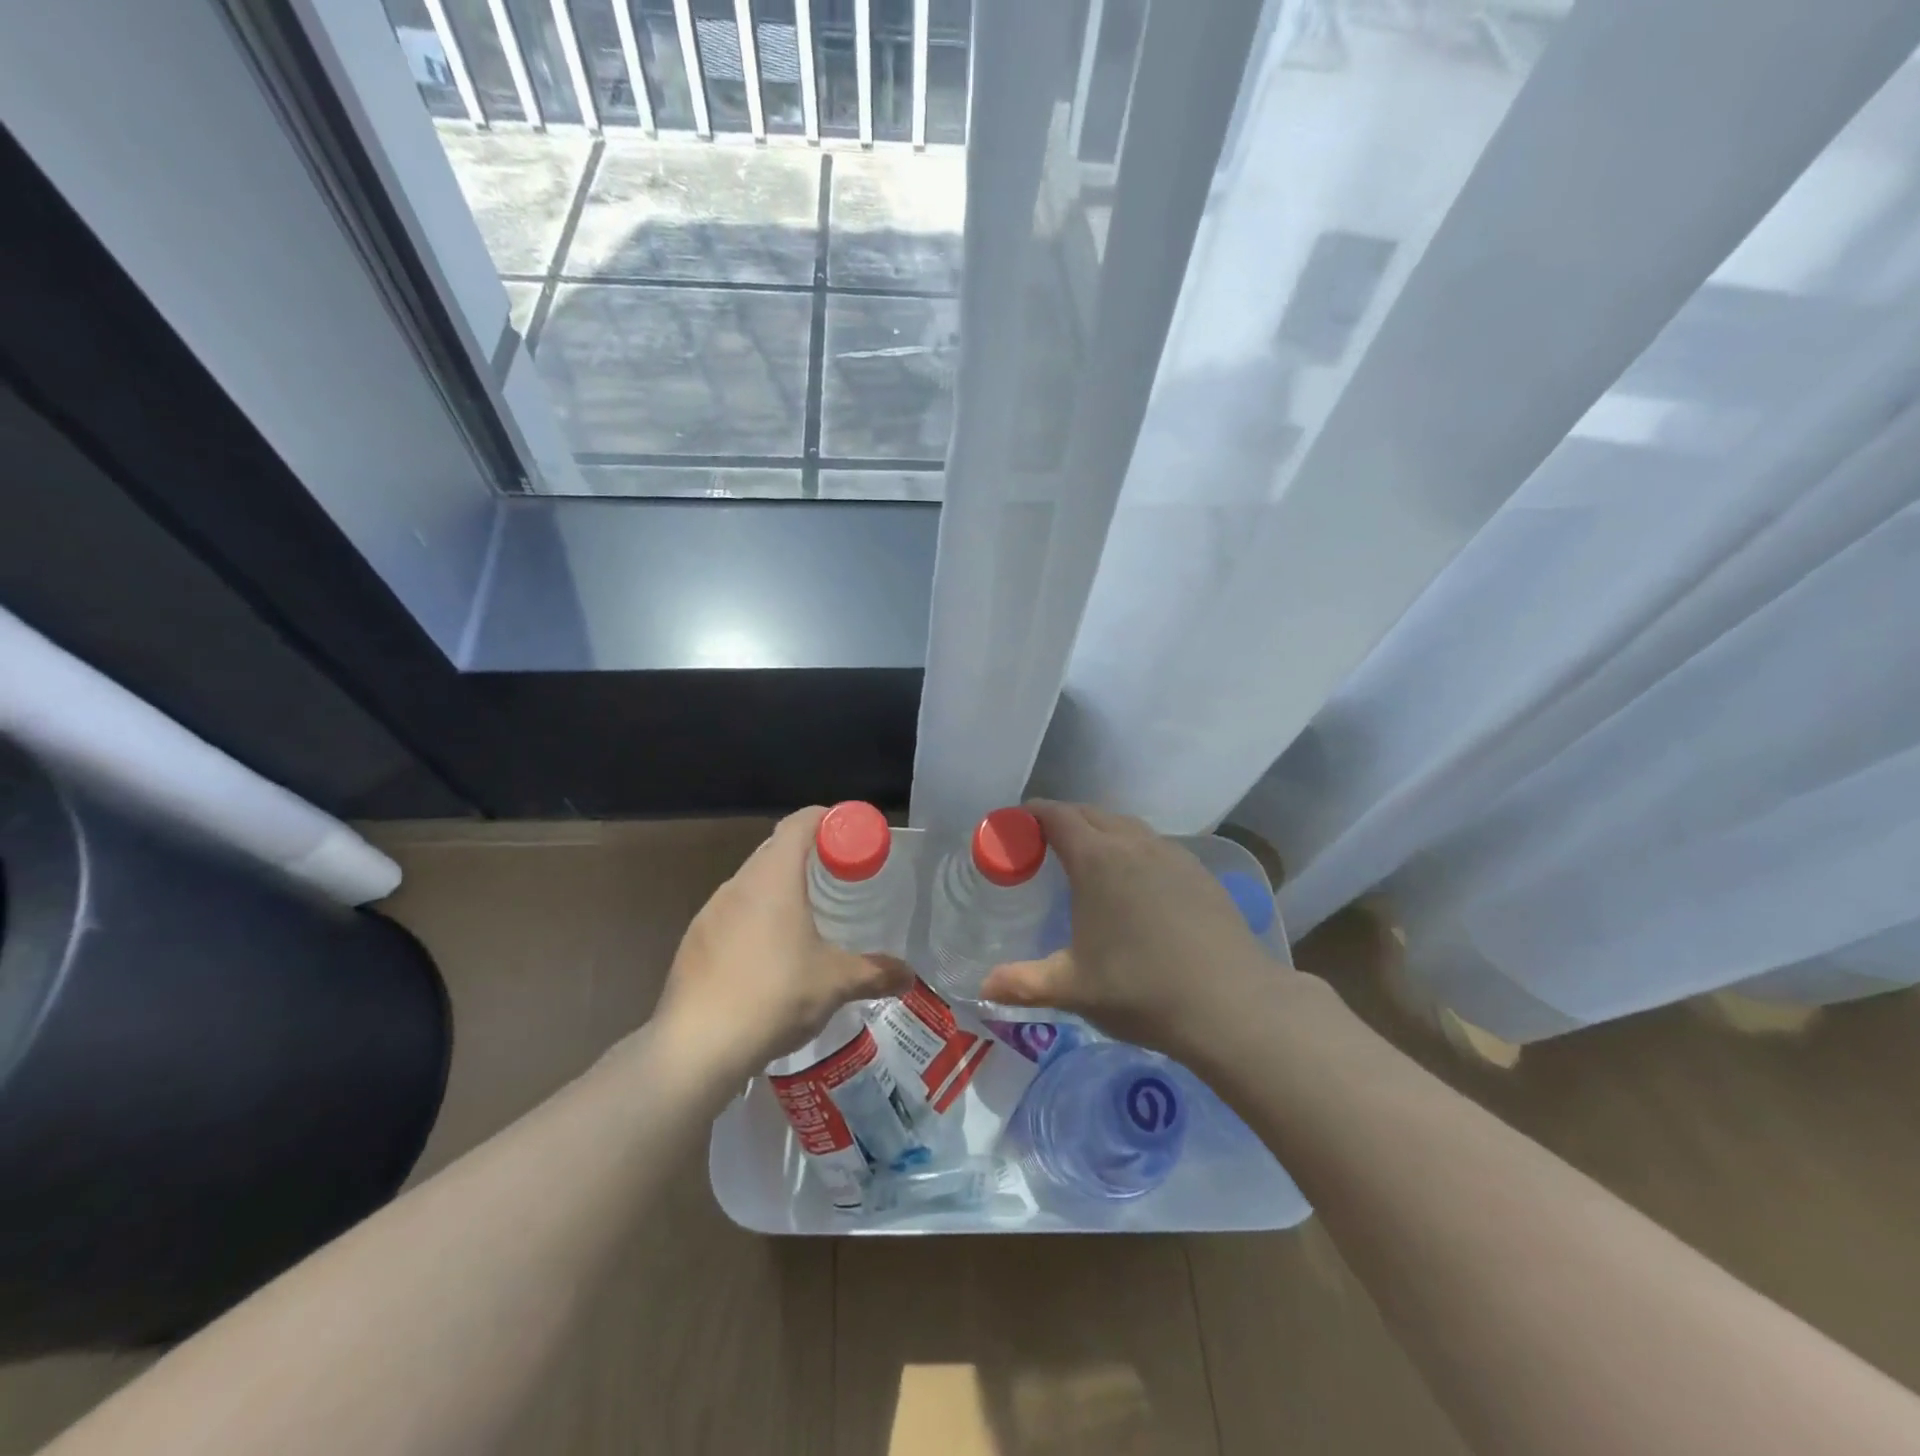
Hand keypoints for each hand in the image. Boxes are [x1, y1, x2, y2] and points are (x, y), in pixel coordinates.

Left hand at [652, 807, 911, 1077]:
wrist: (696, 1047)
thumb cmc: (774, 997)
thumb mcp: (835, 983)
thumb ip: (875, 973)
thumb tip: (908, 976)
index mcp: (773, 878)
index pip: (799, 823)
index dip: (826, 820)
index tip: (850, 837)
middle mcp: (738, 884)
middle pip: (775, 849)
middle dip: (808, 856)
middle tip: (839, 879)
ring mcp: (710, 912)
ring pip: (751, 883)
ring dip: (779, 890)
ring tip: (807, 918)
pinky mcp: (694, 942)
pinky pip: (732, 914)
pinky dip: (755, 919)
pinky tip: (769, 956)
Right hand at [979, 801, 1278, 1058]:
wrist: (1232, 1004)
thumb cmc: (1141, 989)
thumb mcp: (1073, 988)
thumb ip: (1024, 983)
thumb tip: (983, 988)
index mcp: (1097, 859)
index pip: (1056, 815)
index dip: (1031, 813)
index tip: (1014, 825)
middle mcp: (1134, 844)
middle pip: (1090, 813)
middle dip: (1062, 819)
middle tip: (1042, 844)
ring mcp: (1172, 854)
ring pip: (1126, 826)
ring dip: (1100, 830)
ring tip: (1086, 860)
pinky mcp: (1199, 872)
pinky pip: (1154, 845)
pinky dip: (1132, 848)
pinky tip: (1134, 883)